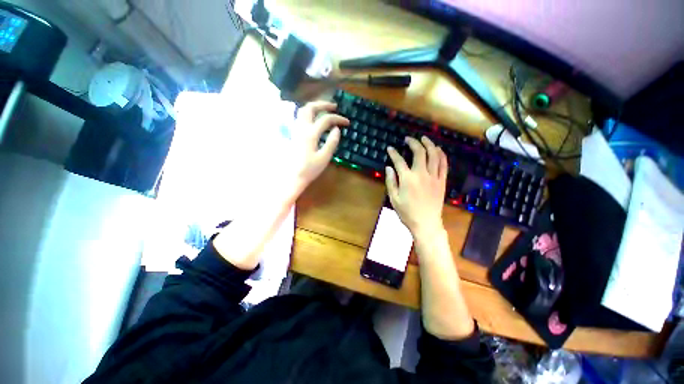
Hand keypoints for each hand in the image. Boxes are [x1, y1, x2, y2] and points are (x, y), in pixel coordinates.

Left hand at [287, 101, 348, 196]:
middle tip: (334, 107)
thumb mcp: (324, 158)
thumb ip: (332, 142)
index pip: (326, 119)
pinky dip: (308, 114)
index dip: (338, 119)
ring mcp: (295, 130)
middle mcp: (301, 128)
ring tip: (324, 110)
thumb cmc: (309, 169)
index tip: (347, 123)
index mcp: (311, 134)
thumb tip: (337, 129)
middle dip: (323, 104)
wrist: (291, 177)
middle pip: (310, 108)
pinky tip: (313, 120)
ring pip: (302, 111)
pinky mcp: (292, 134)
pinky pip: (299, 118)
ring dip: (314, 107)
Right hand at [385, 136, 447, 239]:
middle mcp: (422, 174)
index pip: (399, 161)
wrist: (426, 223)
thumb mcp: (393, 198)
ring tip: (424, 138)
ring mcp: (434, 177)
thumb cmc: (407, 212)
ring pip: (434, 155)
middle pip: (419, 152)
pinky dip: (441, 154)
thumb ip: (390, 181)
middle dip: (413, 142)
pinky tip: (438, 149)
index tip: (390, 148)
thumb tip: (389, 167)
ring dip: (429, 144)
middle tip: (408, 139)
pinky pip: (444, 164)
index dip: (393, 153)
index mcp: (407, 179)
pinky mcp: (442, 181)